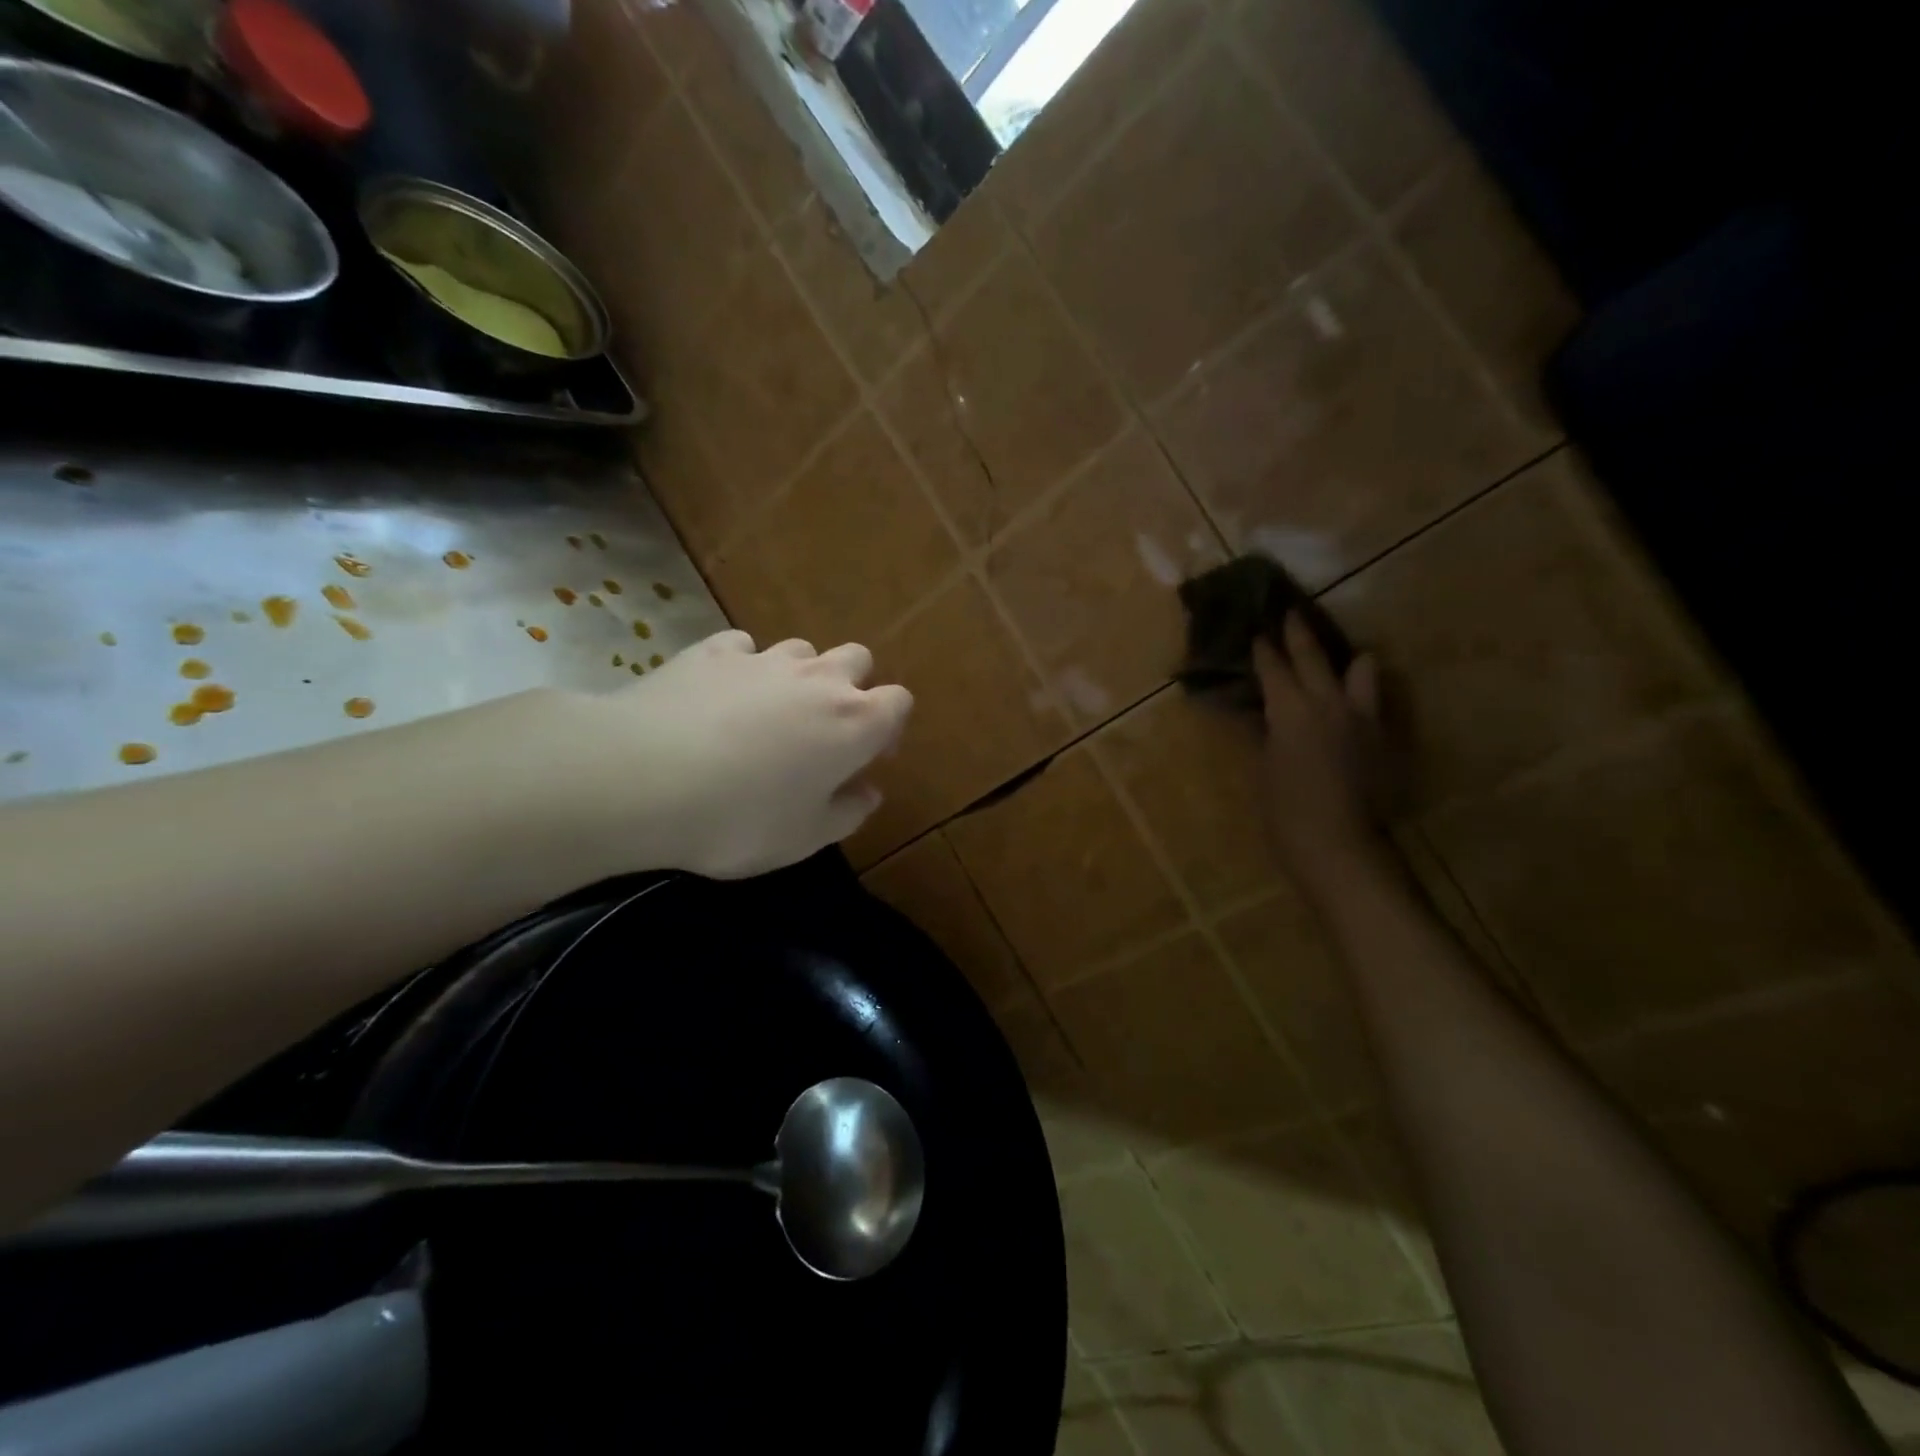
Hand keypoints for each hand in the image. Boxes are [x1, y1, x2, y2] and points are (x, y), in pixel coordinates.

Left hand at [572, 631, 911, 878]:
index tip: (868, 755)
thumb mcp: (804, 838)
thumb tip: (869, 791)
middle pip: (857, 659)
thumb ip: (848, 812)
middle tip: (823, 729)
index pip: (899, 702)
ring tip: (769, 713)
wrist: (643, 778)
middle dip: (851, 686)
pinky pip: (743, 648)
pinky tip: (720, 695)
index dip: (889, 726)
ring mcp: (764, 659)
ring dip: (799, 675)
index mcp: (854, 722)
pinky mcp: (712, 651)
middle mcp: (818, 679)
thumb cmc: (740, 819)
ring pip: (802, 650)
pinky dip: (743, 667)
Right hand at [1253, 612, 1396, 892]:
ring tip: (1339, 663)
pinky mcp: (1382, 737)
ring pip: (1362, 668)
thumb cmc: (1283, 808)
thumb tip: (1253, 714)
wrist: (1336, 842)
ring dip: (1348, 661)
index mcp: (1291, 709)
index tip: (1257, 631)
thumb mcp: (1262, 767)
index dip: (1263, 648)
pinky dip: (1360, 695)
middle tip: (1290, 614)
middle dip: (1299, 633)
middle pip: (1313, 655)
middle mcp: (1328, 702)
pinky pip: (1373, 702)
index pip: (1274, 667)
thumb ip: (1260, 733)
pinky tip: (1350, 707)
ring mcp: (1361, 717)